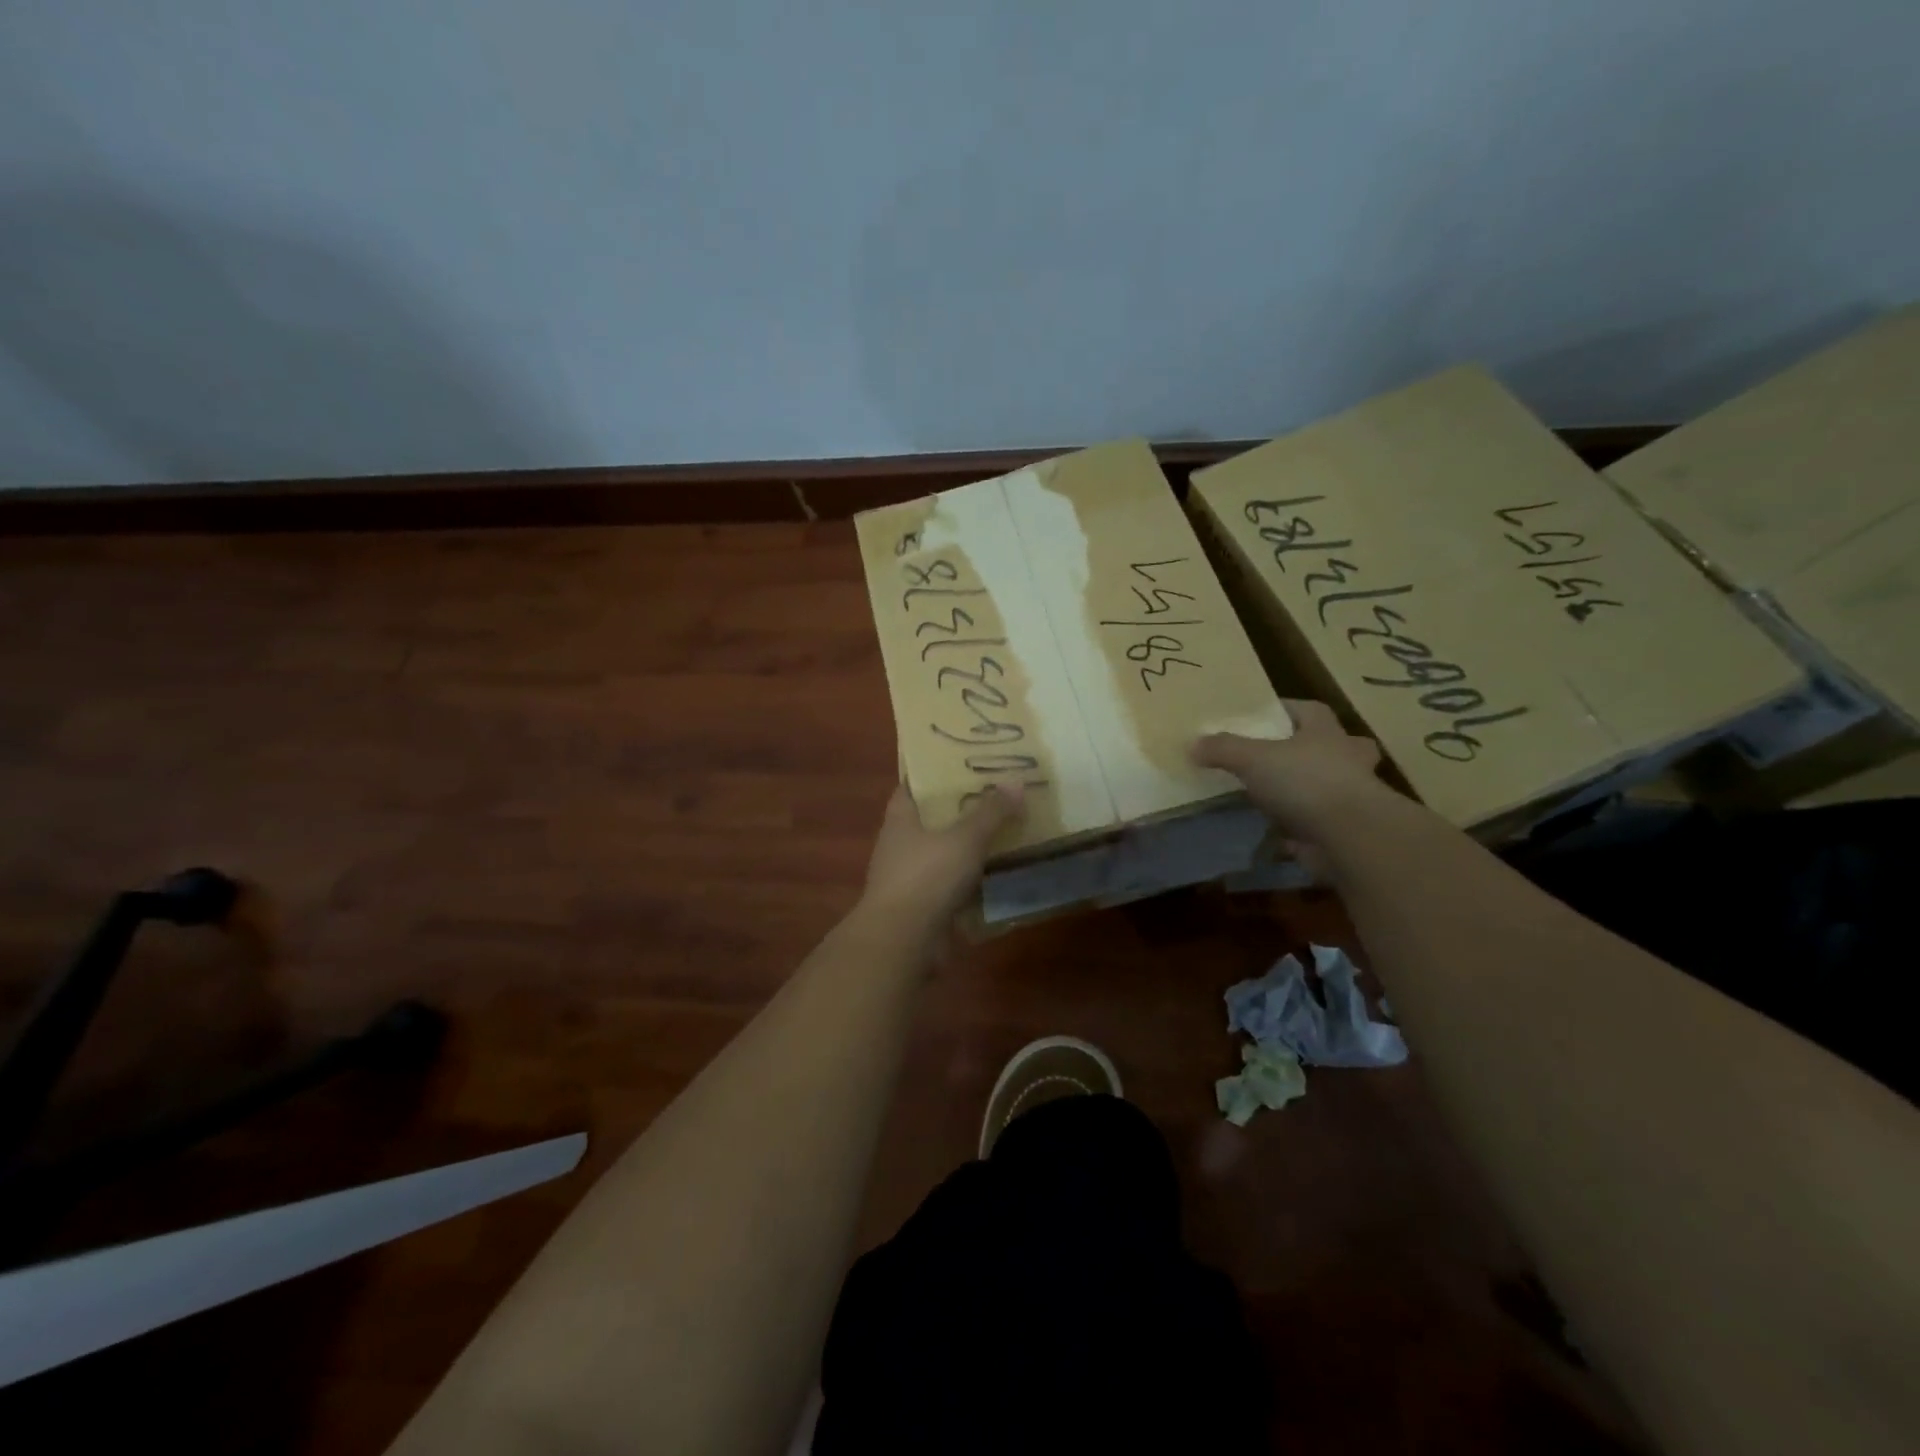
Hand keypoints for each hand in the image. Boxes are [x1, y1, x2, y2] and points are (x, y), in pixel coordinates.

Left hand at [858, 782, 1023, 931]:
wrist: (903, 941)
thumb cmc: (927, 876)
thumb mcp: (965, 838)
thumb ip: (990, 812)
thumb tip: (1016, 781)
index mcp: (900, 819)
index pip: (912, 785)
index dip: (933, 773)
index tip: (961, 761)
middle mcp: (900, 845)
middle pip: (931, 819)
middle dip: (959, 809)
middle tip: (995, 794)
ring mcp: (910, 878)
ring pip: (943, 853)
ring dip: (968, 847)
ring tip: (1004, 831)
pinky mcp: (923, 907)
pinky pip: (951, 885)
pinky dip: (971, 881)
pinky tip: (999, 874)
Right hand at [1193, 700, 1385, 853]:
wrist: (1349, 837)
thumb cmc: (1305, 782)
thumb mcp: (1253, 758)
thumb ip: (1223, 749)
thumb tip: (1192, 744)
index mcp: (1326, 732)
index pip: (1310, 709)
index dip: (1287, 709)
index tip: (1263, 714)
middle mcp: (1345, 759)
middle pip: (1336, 746)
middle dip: (1317, 749)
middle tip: (1285, 755)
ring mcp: (1349, 796)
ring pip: (1332, 785)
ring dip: (1310, 790)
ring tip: (1275, 796)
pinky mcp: (1344, 829)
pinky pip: (1319, 823)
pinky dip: (1301, 827)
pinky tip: (1276, 833)